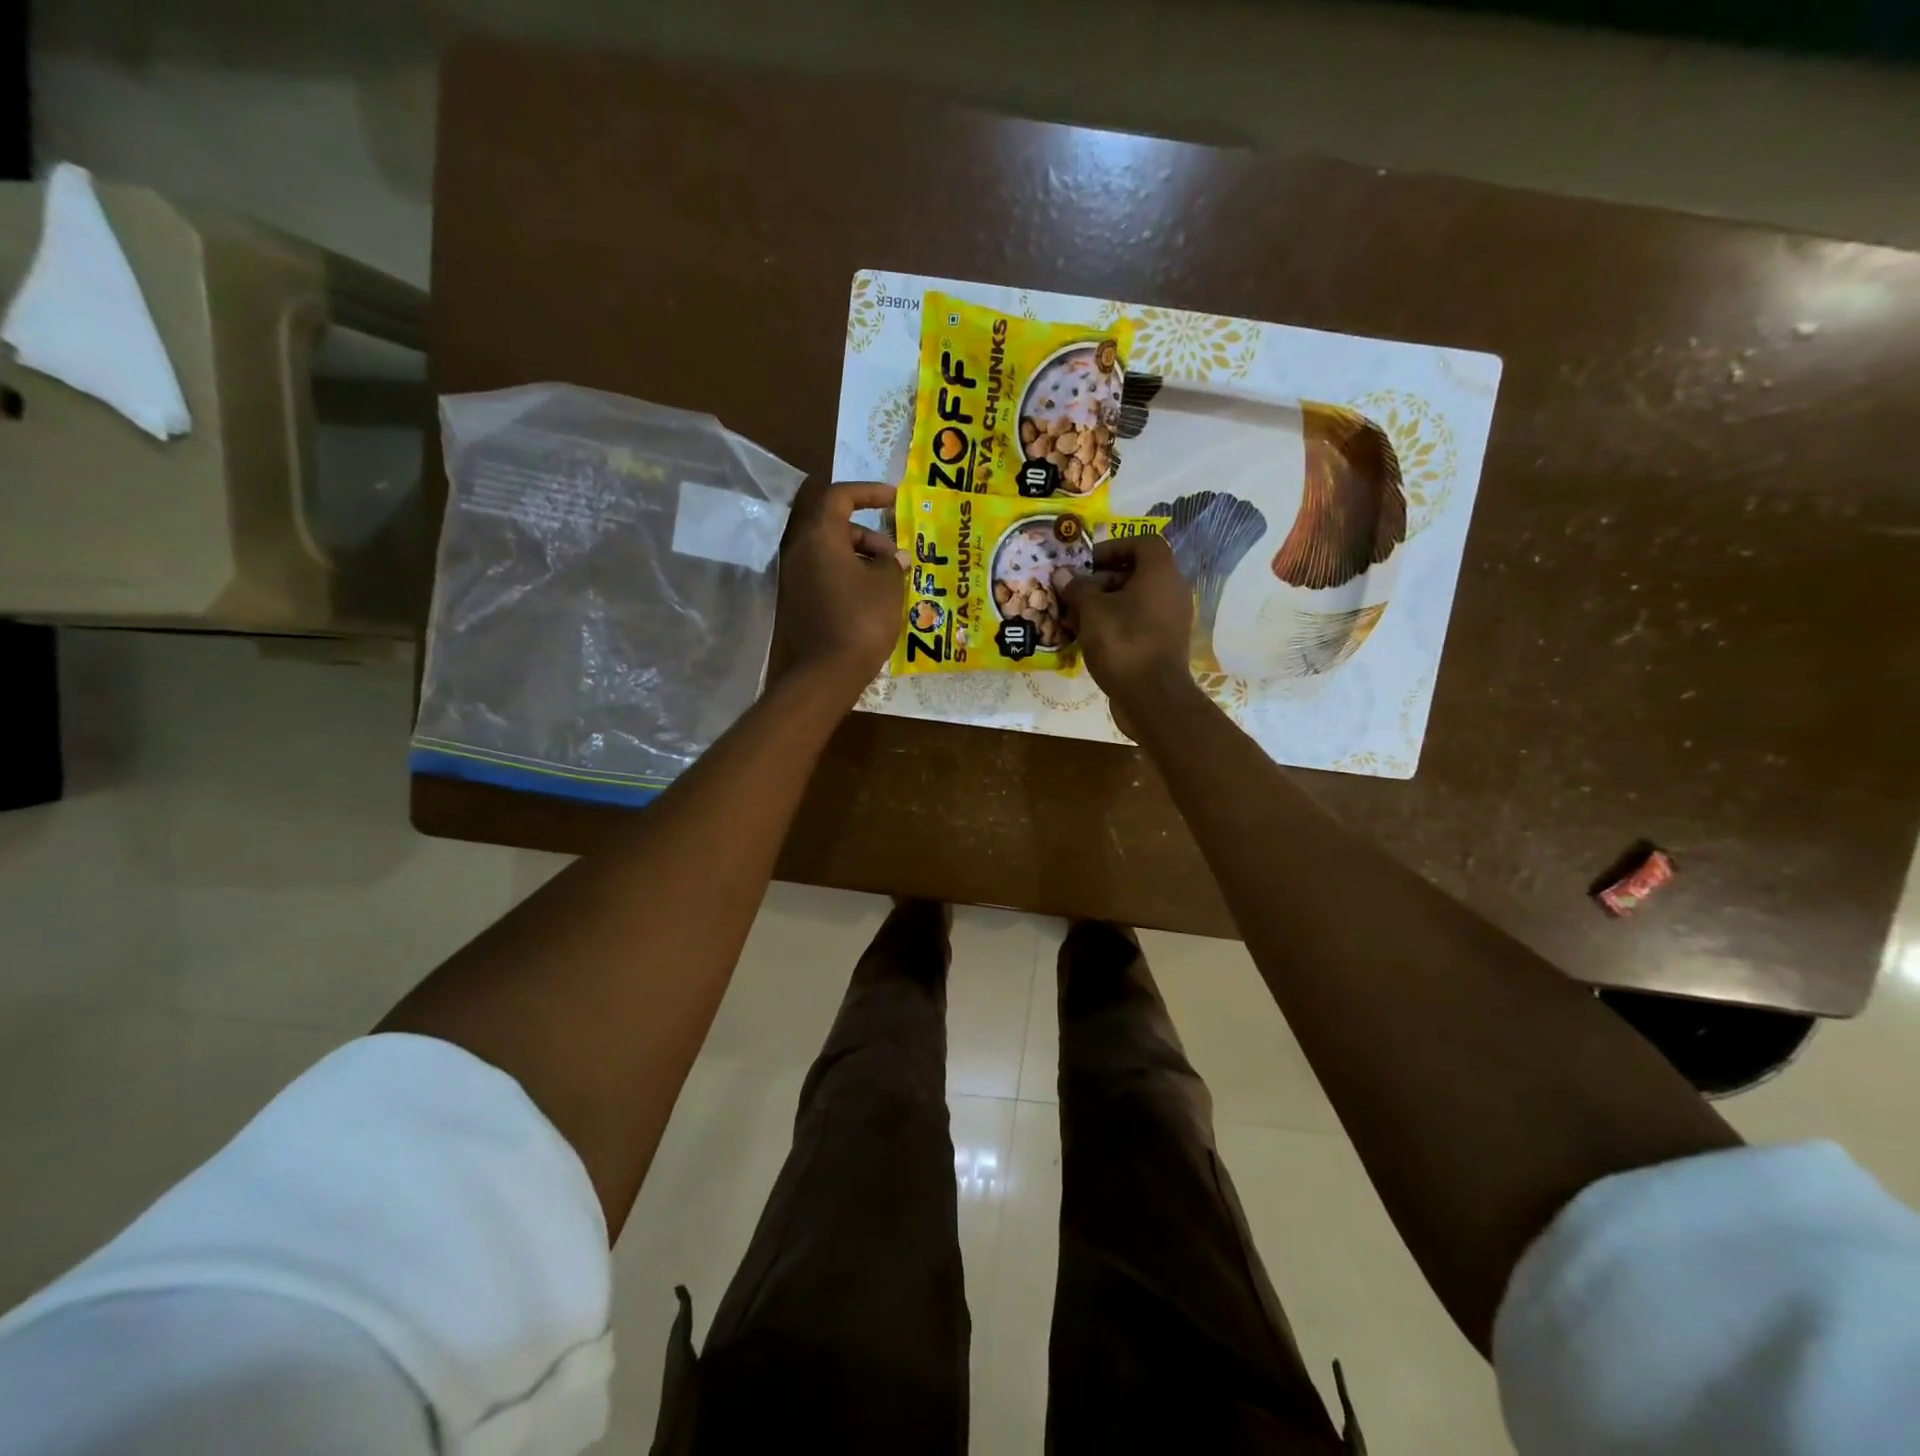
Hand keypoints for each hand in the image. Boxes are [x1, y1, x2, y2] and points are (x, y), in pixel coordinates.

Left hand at [774, 479, 905, 698]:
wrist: (828, 671)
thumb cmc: (862, 619)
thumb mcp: (888, 586)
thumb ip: (893, 563)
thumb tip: (896, 558)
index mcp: (820, 537)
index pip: (840, 497)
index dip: (868, 492)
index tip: (894, 499)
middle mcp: (801, 551)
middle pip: (835, 526)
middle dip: (868, 535)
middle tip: (895, 556)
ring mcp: (796, 578)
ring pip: (830, 553)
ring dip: (860, 557)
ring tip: (888, 579)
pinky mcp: (798, 602)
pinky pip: (825, 575)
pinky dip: (848, 576)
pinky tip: (872, 597)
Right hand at [1058, 534, 1196, 713]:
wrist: (1152, 697)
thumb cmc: (1123, 643)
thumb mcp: (1092, 611)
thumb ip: (1077, 588)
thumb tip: (1063, 574)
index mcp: (1160, 574)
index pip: (1143, 543)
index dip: (1114, 547)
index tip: (1087, 563)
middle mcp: (1171, 592)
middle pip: (1136, 573)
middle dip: (1102, 580)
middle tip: (1074, 593)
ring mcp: (1170, 620)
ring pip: (1135, 600)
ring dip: (1104, 604)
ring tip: (1074, 618)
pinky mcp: (1164, 644)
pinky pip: (1138, 622)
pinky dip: (1115, 624)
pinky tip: (1089, 638)